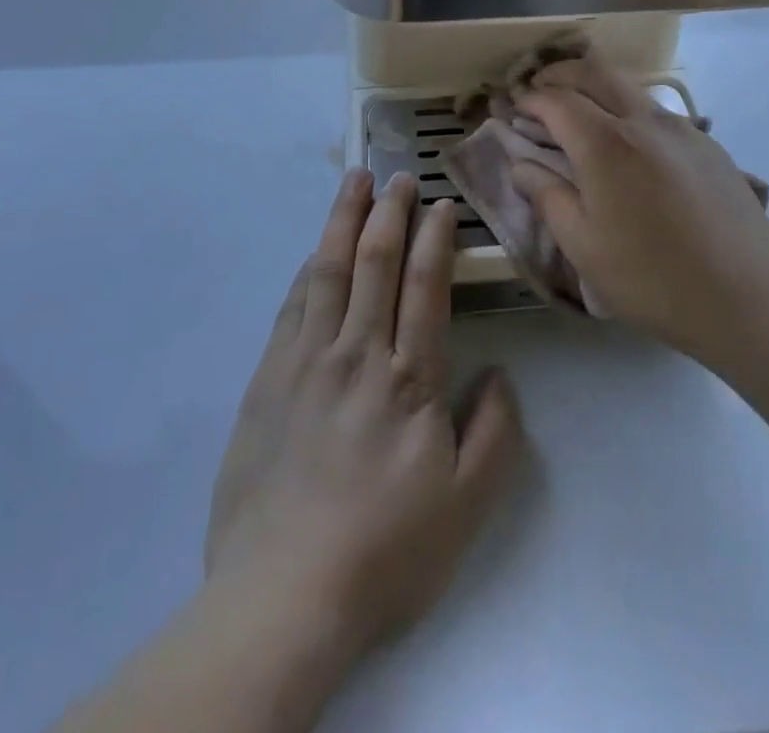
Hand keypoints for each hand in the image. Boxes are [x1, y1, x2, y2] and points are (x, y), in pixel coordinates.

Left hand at [205, 170, 524, 660]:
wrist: (284, 593)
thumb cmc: (385, 550)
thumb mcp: (467, 505)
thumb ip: (495, 433)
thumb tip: (499, 374)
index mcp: (409, 378)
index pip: (424, 286)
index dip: (434, 239)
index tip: (441, 205)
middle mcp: (358, 353)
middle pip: (375, 262)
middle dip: (390, 211)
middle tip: (398, 175)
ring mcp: (307, 360)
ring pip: (329, 271)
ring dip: (343, 220)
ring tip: (353, 182)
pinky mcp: (269, 378)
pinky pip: (293, 305)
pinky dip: (308, 269)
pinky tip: (316, 251)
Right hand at [510, 54, 768, 366]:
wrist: (750, 301)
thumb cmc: (652, 279)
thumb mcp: (584, 246)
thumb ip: (547, 196)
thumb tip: (521, 164)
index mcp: (606, 143)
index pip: (557, 100)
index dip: (529, 99)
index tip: (513, 107)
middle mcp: (644, 122)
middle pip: (595, 72)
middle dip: (560, 74)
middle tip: (539, 90)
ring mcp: (683, 130)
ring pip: (629, 87)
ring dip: (596, 87)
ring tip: (580, 113)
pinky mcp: (709, 147)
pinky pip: (657, 112)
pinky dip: (628, 110)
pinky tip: (630, 146)